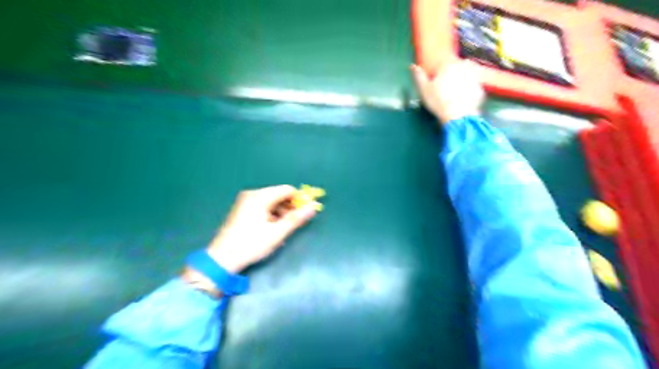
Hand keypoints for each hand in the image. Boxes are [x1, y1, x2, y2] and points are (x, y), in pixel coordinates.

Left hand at [206, 184, 319, 272]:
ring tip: (282, 231)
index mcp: (260, 196)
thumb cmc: (251, 244)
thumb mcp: (277, 233)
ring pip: (271, 202)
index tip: (304, 213)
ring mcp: (245, 202)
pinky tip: (272, 231)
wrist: (222, 259)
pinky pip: (263, 208)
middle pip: (279, 195)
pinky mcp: (242, 210)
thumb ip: (296, 218)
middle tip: (294, 224)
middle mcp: (252, 195)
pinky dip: (271, 216)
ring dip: (281, 214)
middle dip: (290, 208)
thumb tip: (313, 206)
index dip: (299, 199)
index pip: (287, 190)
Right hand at [411, 60, 484, 122]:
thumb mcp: (423, 89)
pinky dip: (469, 92)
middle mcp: (464, 68)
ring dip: (462, 82)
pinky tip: (463, 100)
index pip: (444, 62)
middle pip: (457, 67)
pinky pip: (473, 88)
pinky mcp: (480, 90)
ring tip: (454, 94)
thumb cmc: (438, 101)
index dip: (440, 70)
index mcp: (449, 65)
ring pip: (467, 76)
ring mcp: (475, 78)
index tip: (436, 78)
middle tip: (445, 86)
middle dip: (452, 74)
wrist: (458, 116)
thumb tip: (413, 66)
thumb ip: (419, 76)